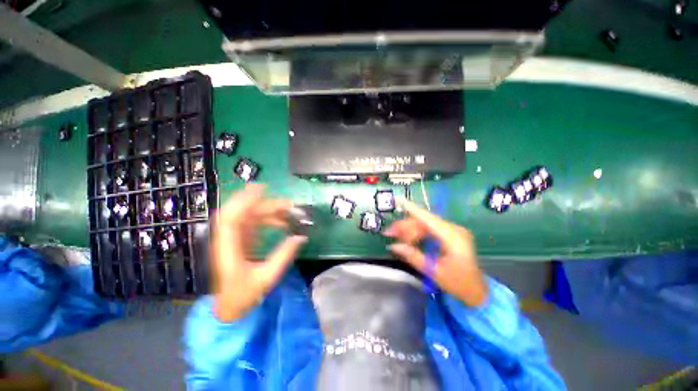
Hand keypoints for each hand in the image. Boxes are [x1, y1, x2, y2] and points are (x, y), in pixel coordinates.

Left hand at [211, 184, 306, 321]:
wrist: (229, 309)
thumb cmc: (243, 296)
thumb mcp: (267, 278)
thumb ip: (284, 256)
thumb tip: (301, 237)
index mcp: (228, 249)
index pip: (231, 218)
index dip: (244, 201)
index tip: (262, 189)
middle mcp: (228, 240)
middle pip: (243, 213)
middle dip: (264, 204)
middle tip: (288, 203)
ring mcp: (233, 239)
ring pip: (249, 217)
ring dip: (268, 212)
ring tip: (289, 213)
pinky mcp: (240, 242)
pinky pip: (253, 224)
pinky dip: (267, 220)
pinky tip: (281, 223)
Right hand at [384, 198, 487, 306]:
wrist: (477, 292)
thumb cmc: (458, 283)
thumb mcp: (434, 271)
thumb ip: (413, 256)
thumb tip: (393, 246)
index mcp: (453, 237)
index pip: (428, 219)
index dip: (412, 209)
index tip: (398, 200)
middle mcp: (453, 229)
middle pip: (424, 221)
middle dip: (405, 226)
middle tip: (388, 233)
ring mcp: (452, 231)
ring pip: (425, 225)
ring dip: (409, 230)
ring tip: (395, 237)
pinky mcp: (449, 235)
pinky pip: (429, 230)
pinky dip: (417, 234)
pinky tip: (408, 240)